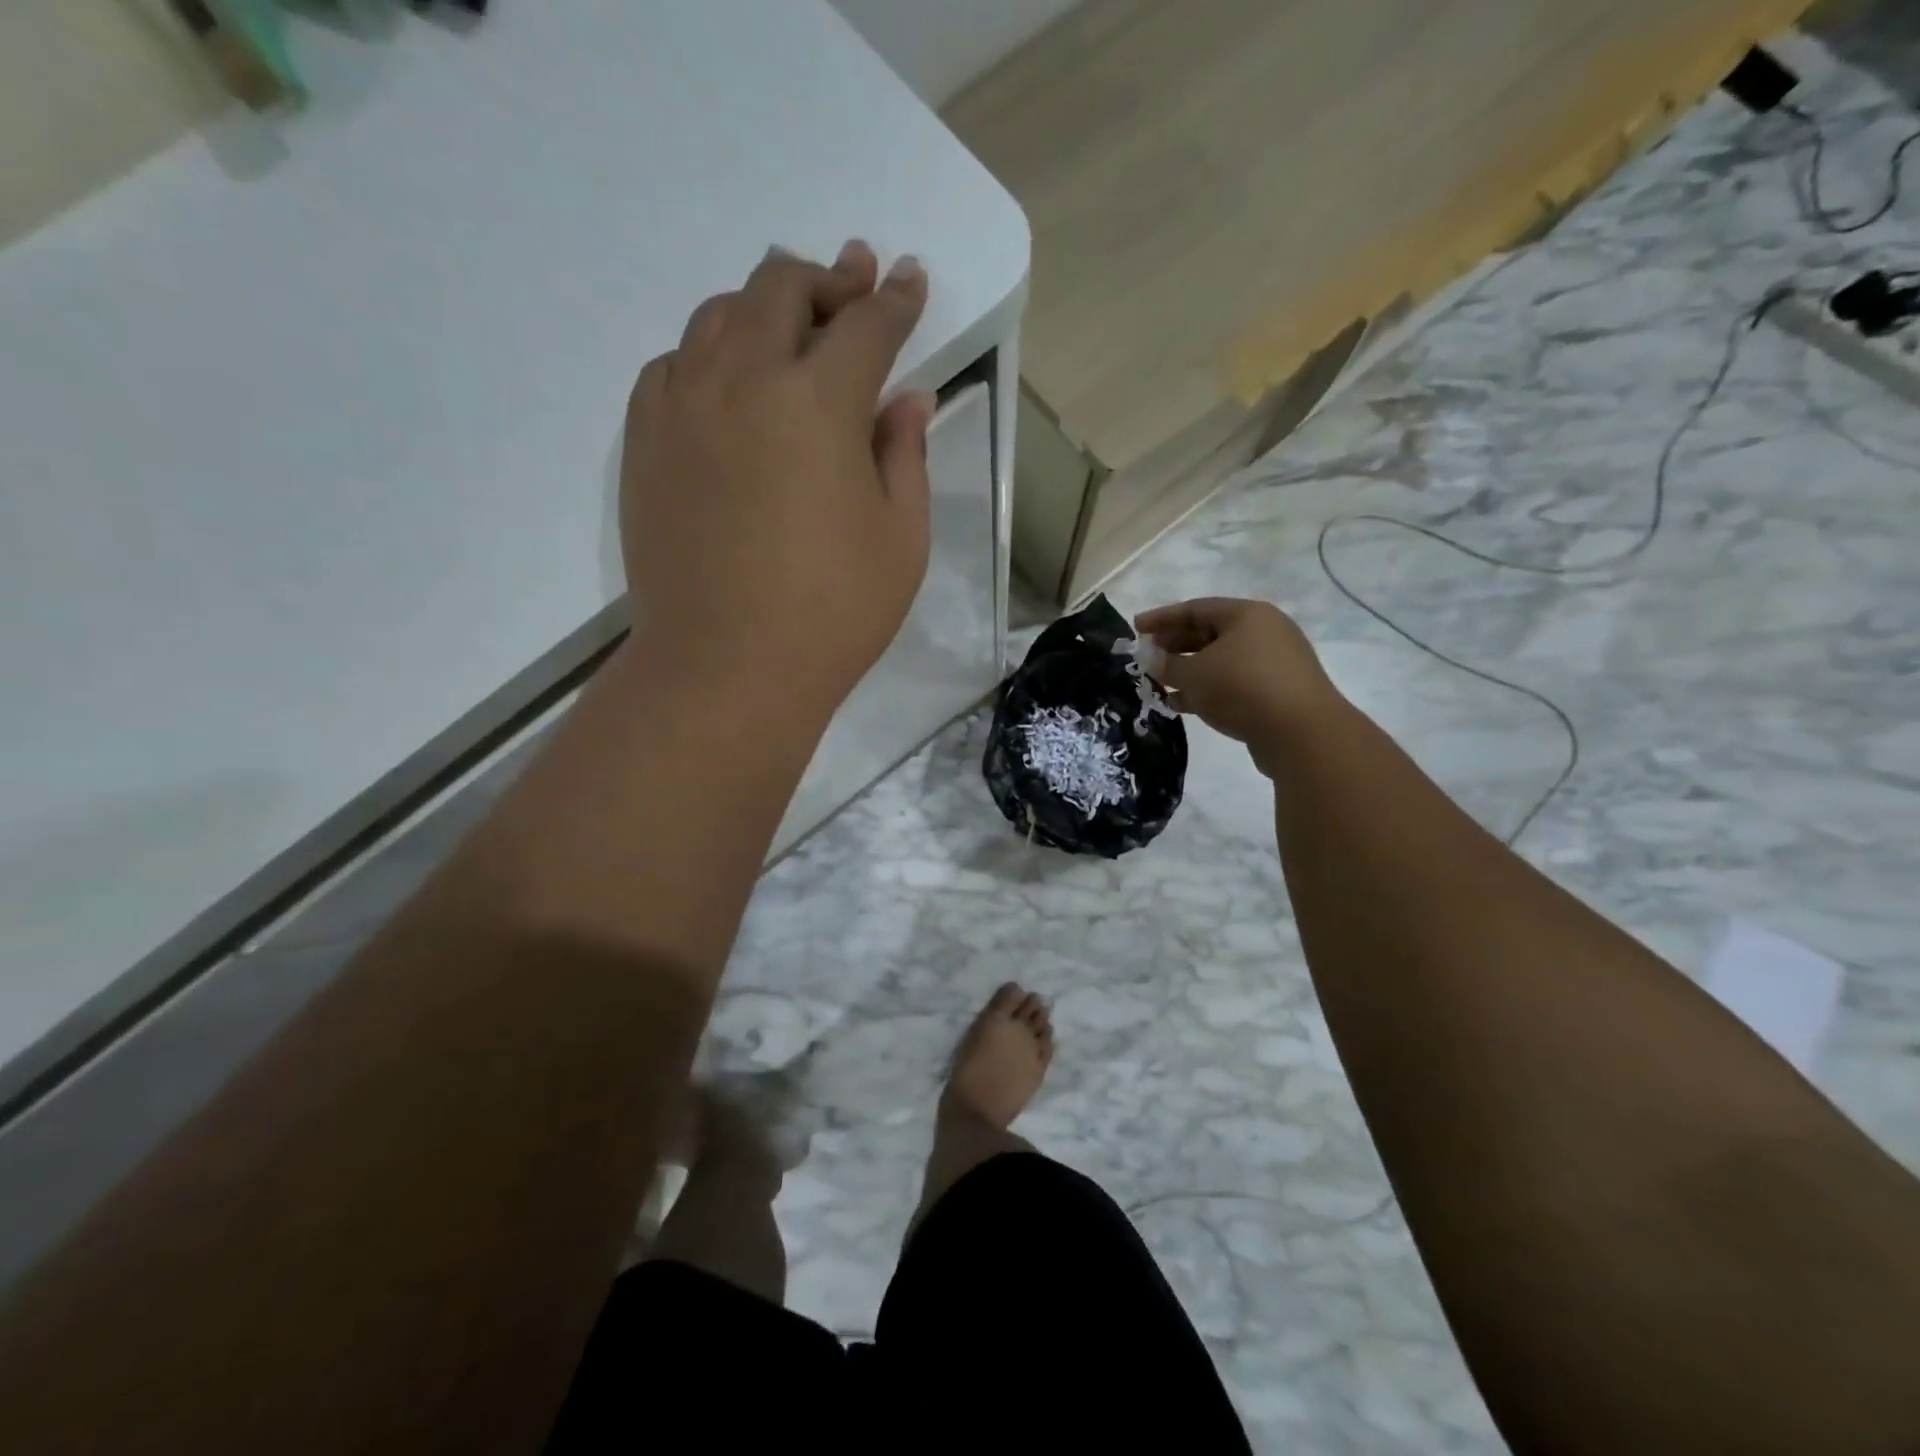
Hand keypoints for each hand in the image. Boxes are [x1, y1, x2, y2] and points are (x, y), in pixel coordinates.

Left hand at [620, 239, 933, 716]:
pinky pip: (675, 363)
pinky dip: (710, 352)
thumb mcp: (901, 539)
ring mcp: (682, 405)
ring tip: (791, 327)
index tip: (911, 278)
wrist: (725, 669)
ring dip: (764, 305)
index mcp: (819, 402)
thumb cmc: (833, 614)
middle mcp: (743, 379)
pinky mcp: (644, 440)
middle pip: (783, 290)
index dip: (896, 298)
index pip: (867, 325)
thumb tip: (908, 398)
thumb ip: (905, 455)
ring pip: (720, 315)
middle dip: (829, 280)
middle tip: (854, 283)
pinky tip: (728, 381)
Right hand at [1136, 598, 1341, 773]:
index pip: (1196, 608)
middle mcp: (1264, 632)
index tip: (1135, 628)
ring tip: (1160, 683)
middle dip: (1175, 645)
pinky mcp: (1277, 692)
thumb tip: (1151, 657)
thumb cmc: (1242, 688)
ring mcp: (1274, 663)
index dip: (1162, 618)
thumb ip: (1167, 664)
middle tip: (1148, 657)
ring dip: (1189, 670)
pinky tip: (1182, 705)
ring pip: (1221, 660)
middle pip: (1210, 633)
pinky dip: (1208, 689)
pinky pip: (1233, 683)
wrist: (1301, 733)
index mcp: (1247, 615)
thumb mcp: (1194, 674)